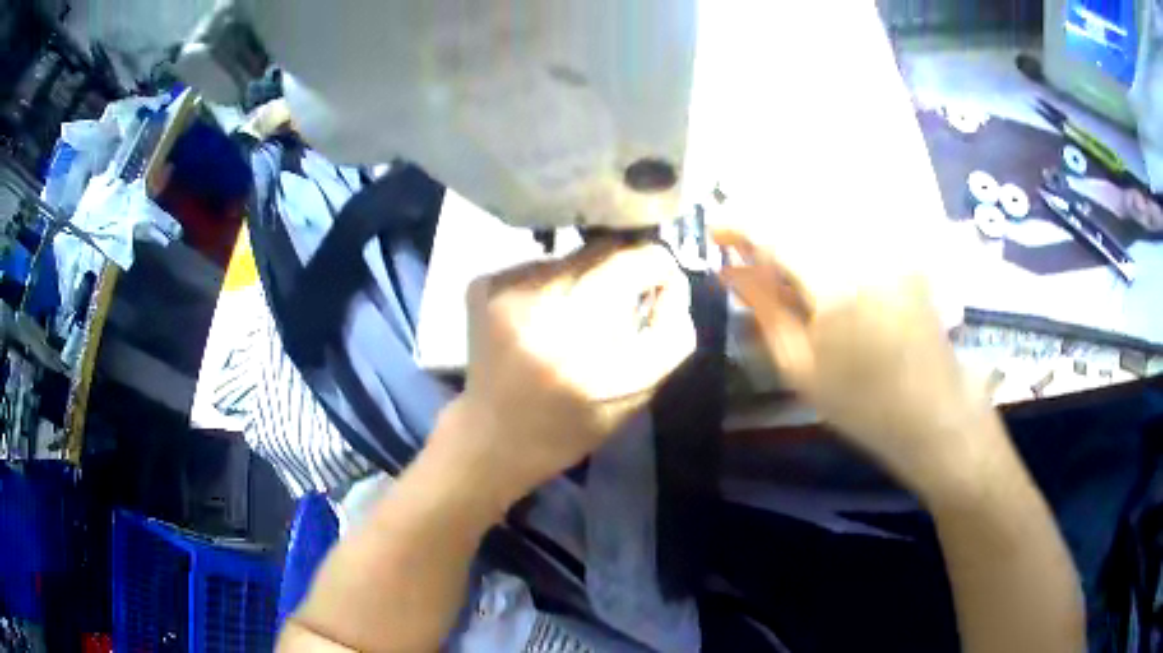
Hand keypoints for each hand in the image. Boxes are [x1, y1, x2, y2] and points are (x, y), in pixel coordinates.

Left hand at [439, 241, 694, 504]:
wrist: (494, 435)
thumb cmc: (573, 424)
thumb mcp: (639, 392)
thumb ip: (668, 333)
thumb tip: (669, 278)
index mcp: (586, 342)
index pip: (640, 261)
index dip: (660, 270)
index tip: (657, 291)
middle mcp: (542, 307)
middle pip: (606, 250)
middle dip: (623, 273)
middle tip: (617, 308)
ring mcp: (506, 291)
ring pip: (573, 255)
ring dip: (587, 277)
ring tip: (574, 319)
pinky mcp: (483, 285)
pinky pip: (540, 265)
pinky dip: (552, 284)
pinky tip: (542, 319)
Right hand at [714, 228, 996, 496]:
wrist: (934, 412)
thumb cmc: (863, 404)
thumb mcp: (801, 368)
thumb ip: (764, 309)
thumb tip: (730, 271)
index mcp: (836, 284)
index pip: (774, 229)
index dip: (738, 223)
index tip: (714, 235)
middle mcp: (866, 248)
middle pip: (800, 207)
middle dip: (763, 219)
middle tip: (744, 249)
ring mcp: (891, 244)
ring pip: (827, 208)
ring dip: (793, 220)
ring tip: (779, 255)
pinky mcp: (904, 247)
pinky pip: (856, 220)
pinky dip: (826, 227)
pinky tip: (819, 256)